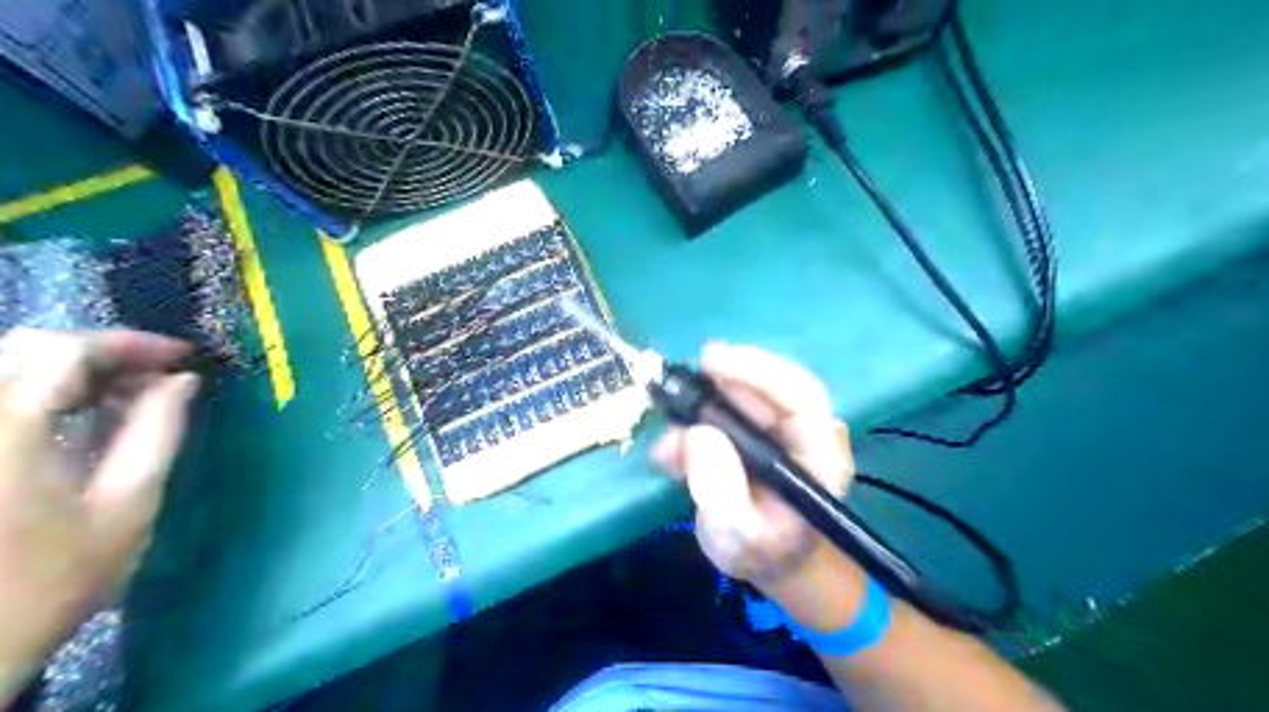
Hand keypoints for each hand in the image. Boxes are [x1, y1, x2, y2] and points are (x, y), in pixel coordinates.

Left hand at [0, 331, 196, 702]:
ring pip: (8, 366)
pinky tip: (81, 413)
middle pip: (28, 348)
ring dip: (74, 370)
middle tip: (159, 374)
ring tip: (129, 393)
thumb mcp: (126, 507)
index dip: (132, 344)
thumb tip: (181, 382)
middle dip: (102, 352)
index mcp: (7, 430)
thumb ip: (157, 433)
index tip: (184, 358)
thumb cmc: (51, 582)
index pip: (67, 352)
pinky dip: (44, 391)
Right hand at [655, 342, 850, 596]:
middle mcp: (805, 433)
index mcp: (820, 456)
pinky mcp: (756, 431)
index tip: (711, 363)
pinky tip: (672, 454)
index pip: (800, 396)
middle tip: (674, 388)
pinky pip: (725, 413)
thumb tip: (696, 433)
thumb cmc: (764, 554)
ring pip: (742, 397)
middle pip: (768, 387)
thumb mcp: (739, 537)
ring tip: (670, 446)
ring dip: (699, 409)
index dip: (758, 372)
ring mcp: (780, 429)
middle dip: (720, 382)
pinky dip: (694, 424)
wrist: (772, 563)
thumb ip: (720, 490)